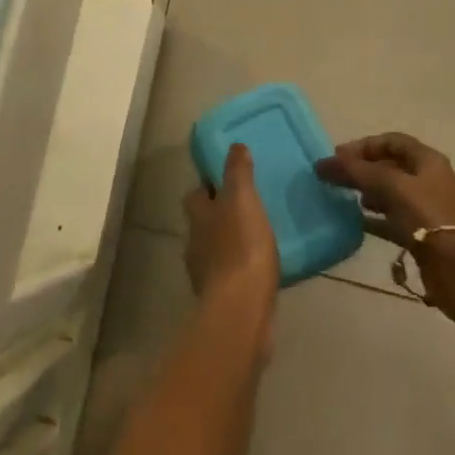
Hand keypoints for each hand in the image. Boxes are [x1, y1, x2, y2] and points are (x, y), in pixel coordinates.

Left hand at [183, 143, 279, 329]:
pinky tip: (259, 268)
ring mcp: (205, 273)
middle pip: (203, 222)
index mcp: (198, 216)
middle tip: (247, 207)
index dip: (209, 186)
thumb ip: (238, 172)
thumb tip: (235, 145)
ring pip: (215, 248)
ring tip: (257, 237)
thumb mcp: (243, 199)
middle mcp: (195, 242)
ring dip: (230, 242)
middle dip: (220, 214)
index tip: (227, 180)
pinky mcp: (221, 298)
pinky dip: (240, 268)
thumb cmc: (241, 246)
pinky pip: (230, 274)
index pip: (196, 194)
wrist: (241, 309)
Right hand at [315, 132, 454, 322]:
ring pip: (389, 192)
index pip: (391, 141)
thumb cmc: (428, 217)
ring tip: (344, 198)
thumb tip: (322, 163)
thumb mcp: (390, 186)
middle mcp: (427, 179)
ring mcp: (425, 207)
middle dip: (362, 169)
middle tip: (335, 178)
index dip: (363, 145)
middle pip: (389, 165)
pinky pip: (391, 219)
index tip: (337, 157)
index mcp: (427, 160)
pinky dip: (373, 218)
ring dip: (366, 192)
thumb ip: (356, 172)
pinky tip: (354, 223)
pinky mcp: (420, 233)